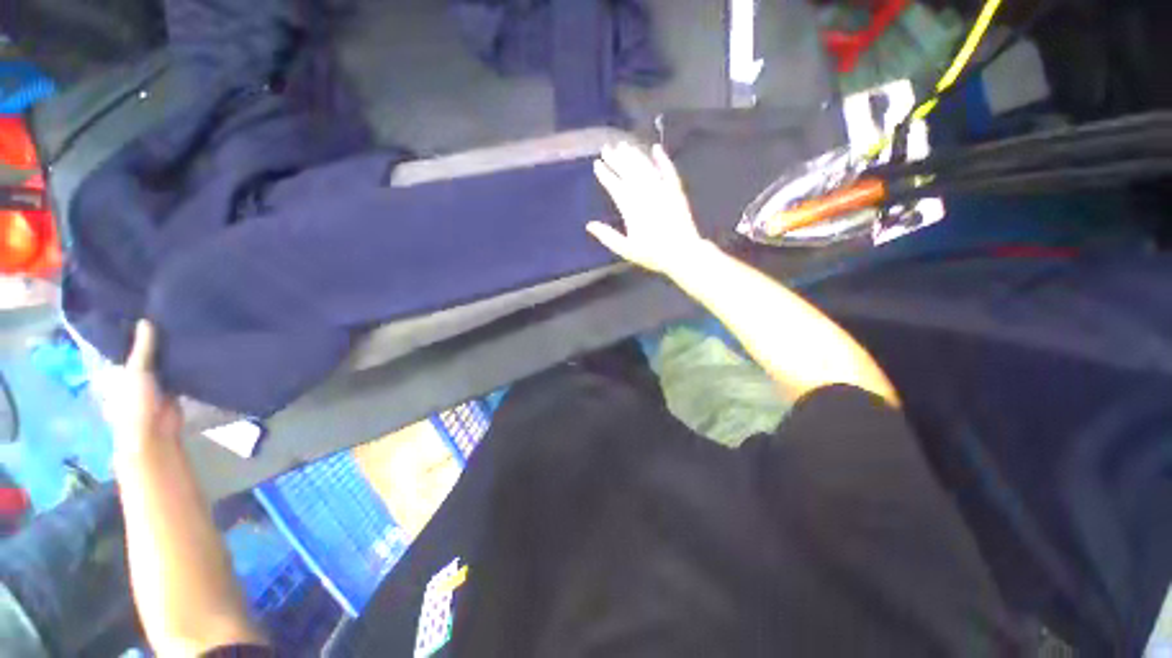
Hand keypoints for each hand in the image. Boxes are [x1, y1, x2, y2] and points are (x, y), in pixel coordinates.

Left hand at [106, 321, 182, 459]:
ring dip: (175, 353)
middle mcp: (137, 374)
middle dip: (159, 340)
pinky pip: (181, 373)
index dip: (137, 332)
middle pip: (149, 353)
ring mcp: (156, 383)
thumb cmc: (136, 401)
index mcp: (121, 368)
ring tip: (190, 329)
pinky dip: (187, 365)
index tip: (149, 312)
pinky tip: (197, 351)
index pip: (129, 346)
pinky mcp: (175, 389)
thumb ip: (144, 347)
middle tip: (174, 316)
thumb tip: (146, 319)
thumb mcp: (137, 370)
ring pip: (166, 363)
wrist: (154, 431)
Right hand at [589, 143, 710, 276]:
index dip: (606, 175)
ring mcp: (662, 191)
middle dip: (616, 160)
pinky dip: (662, 159)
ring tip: (623, 146)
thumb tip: (589, 225)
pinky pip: (668, 171)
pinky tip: (656, 149)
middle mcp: (645, 194)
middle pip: (629, 173)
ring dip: (634, 156)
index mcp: (631, 208)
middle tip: (606, 148)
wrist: (682, 253)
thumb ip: (608, 236)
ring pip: (645, 168)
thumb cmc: (653, 254)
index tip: (597, 164)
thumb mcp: (626, 249)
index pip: (615, 186)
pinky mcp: (676, 191)